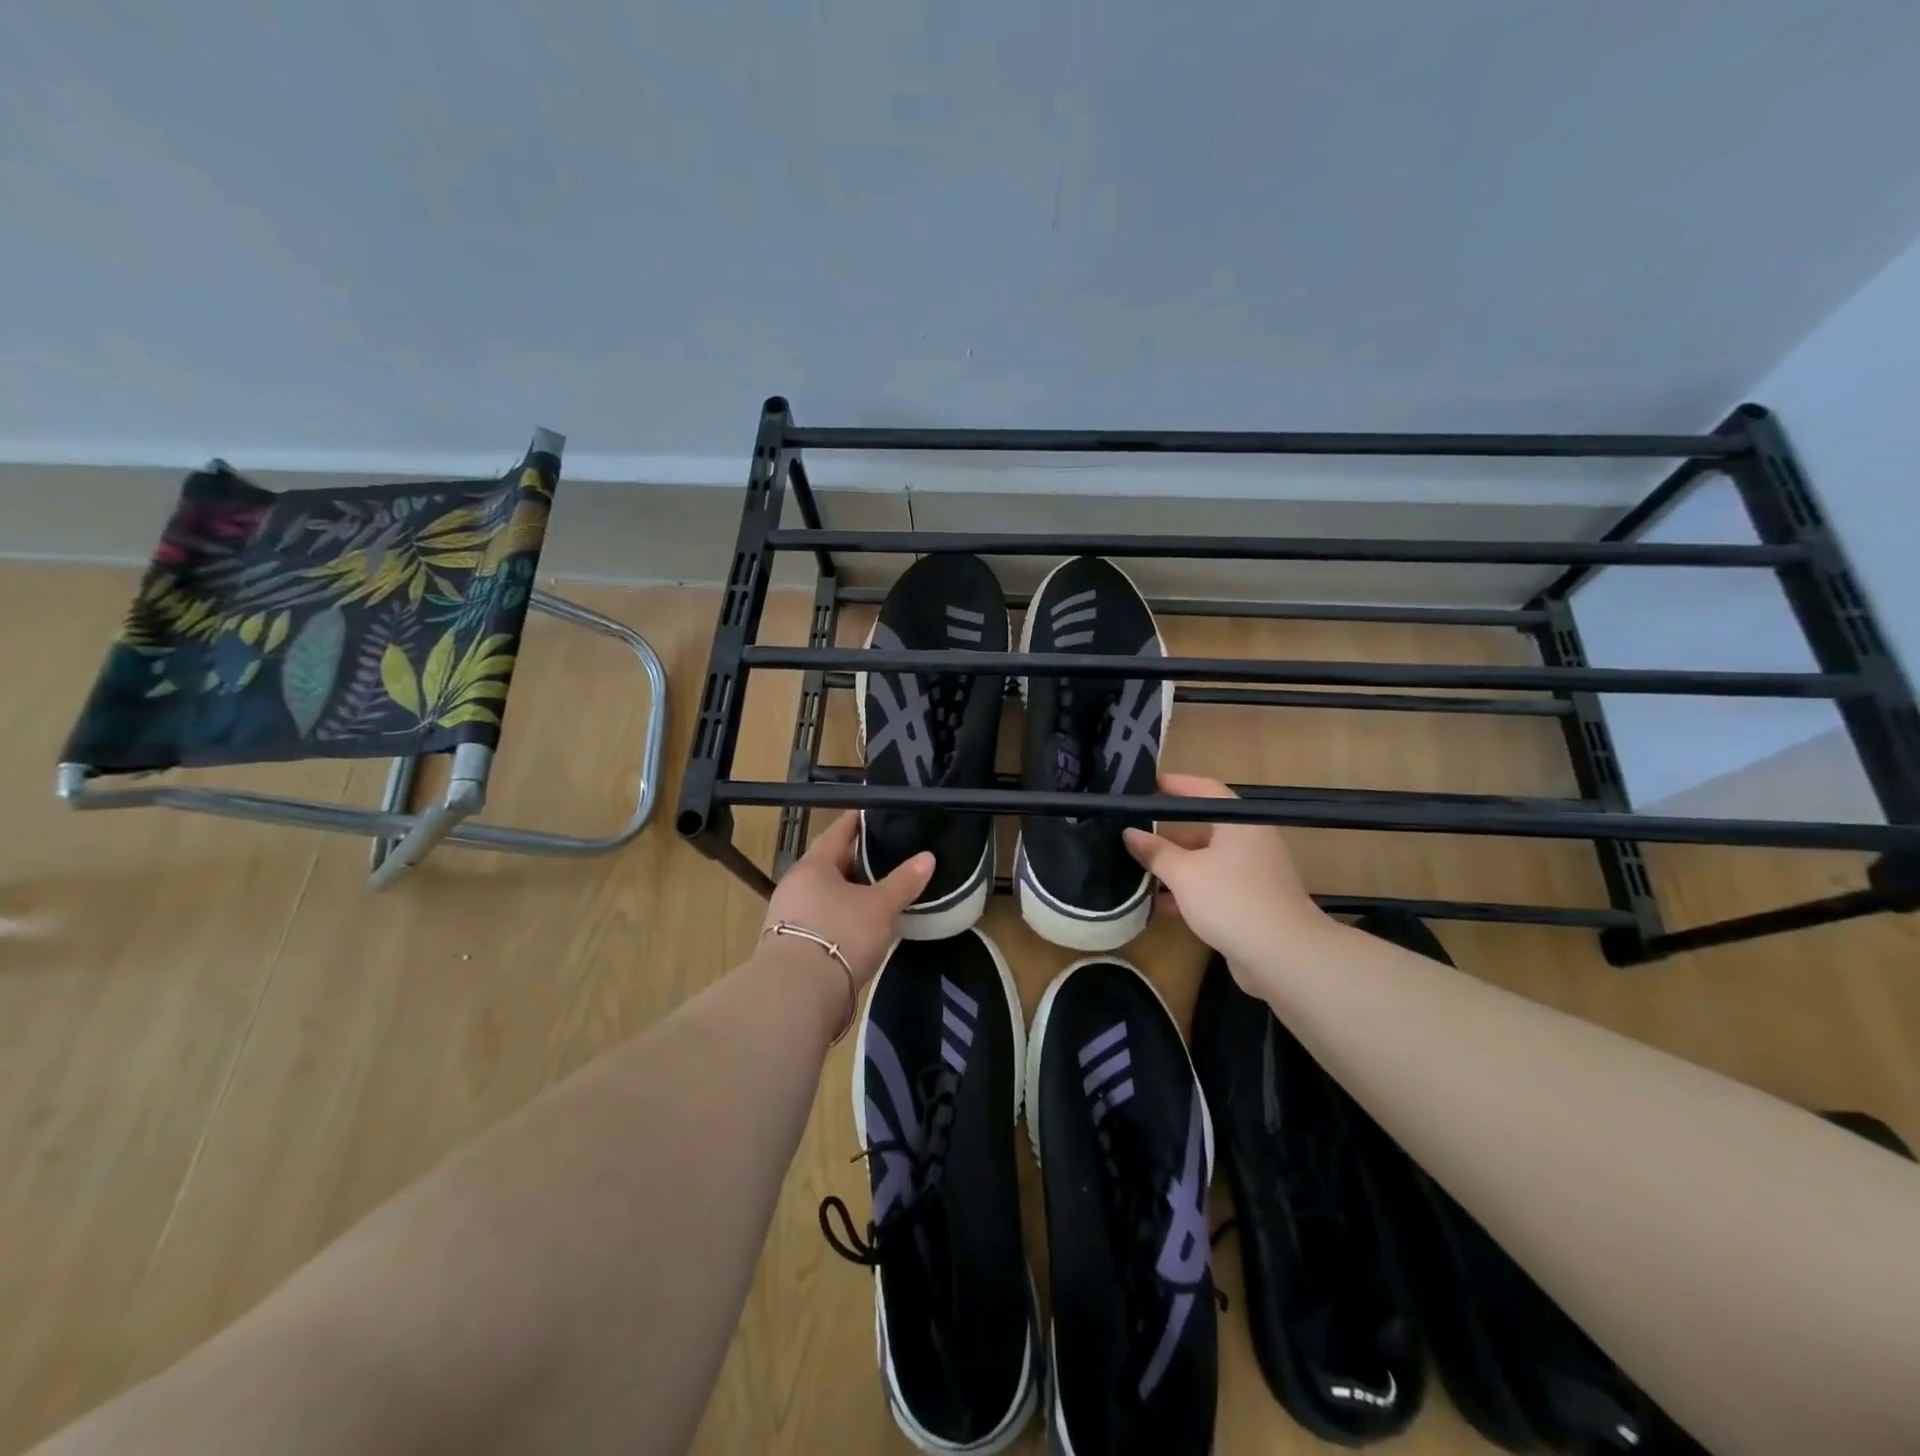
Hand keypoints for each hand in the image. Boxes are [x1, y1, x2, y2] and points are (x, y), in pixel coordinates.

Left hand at [763, 812, 933, 988]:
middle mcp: (796, 884)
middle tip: (889, 854)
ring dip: (851, 892)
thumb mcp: (880, 907)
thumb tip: (928, 857)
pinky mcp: (792, 945)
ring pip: (827, 894)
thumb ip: (903, 881)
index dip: (858, 821)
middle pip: (831, 864)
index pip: (838, 832)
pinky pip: (824, 919)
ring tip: (881, 891)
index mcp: (813, 865)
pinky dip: (843, 916)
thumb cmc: (840, 935)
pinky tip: (863, 924)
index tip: (877, 812)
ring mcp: (790, 916)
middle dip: (858, 860)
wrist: (798, 994)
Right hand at [1122, 773, 1332, 985]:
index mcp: (1240, 823)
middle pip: (1204, 829)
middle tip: (1133, 835)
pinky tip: (1160, 906)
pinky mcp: (1251, 904)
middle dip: (1168, 835)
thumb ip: (1155, 851)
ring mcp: (1253, 875)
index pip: (1205, 790)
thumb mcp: (1184, 873)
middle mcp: (1250, 842)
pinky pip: (1213, 887)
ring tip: (1138, 873)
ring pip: (1206, 861)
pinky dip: (1189, 892)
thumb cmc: (1232, 900)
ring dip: (1175, 867)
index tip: (1147, 786)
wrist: (1283, 957)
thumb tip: (1129, 833)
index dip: (1176, 785)